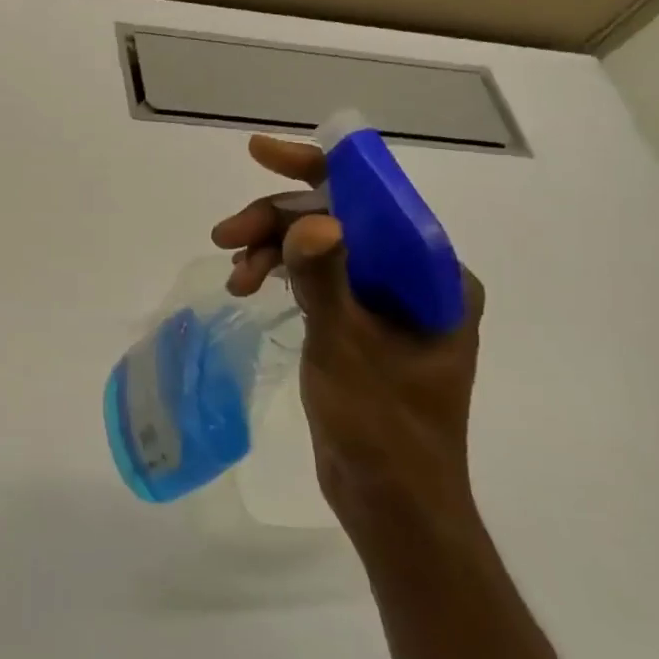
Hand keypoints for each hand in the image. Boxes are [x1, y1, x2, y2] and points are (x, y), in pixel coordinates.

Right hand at [210, 135, 485, 541]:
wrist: (393, 506)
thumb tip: (311, 221)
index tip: (260, 152)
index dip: (317, 169)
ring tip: (233, 277)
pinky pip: (318, 279)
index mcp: (434, 276)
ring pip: (321, 249)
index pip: (373, 199)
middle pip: (339, 221)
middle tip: (224, 236)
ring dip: (273, 251)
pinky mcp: (360, 326)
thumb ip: (328, 280)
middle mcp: (414, 279)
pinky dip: (282, 276)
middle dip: (277, 221)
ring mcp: (386, 304)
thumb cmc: (383, 430)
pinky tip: (248, 286)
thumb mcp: (348, 350)